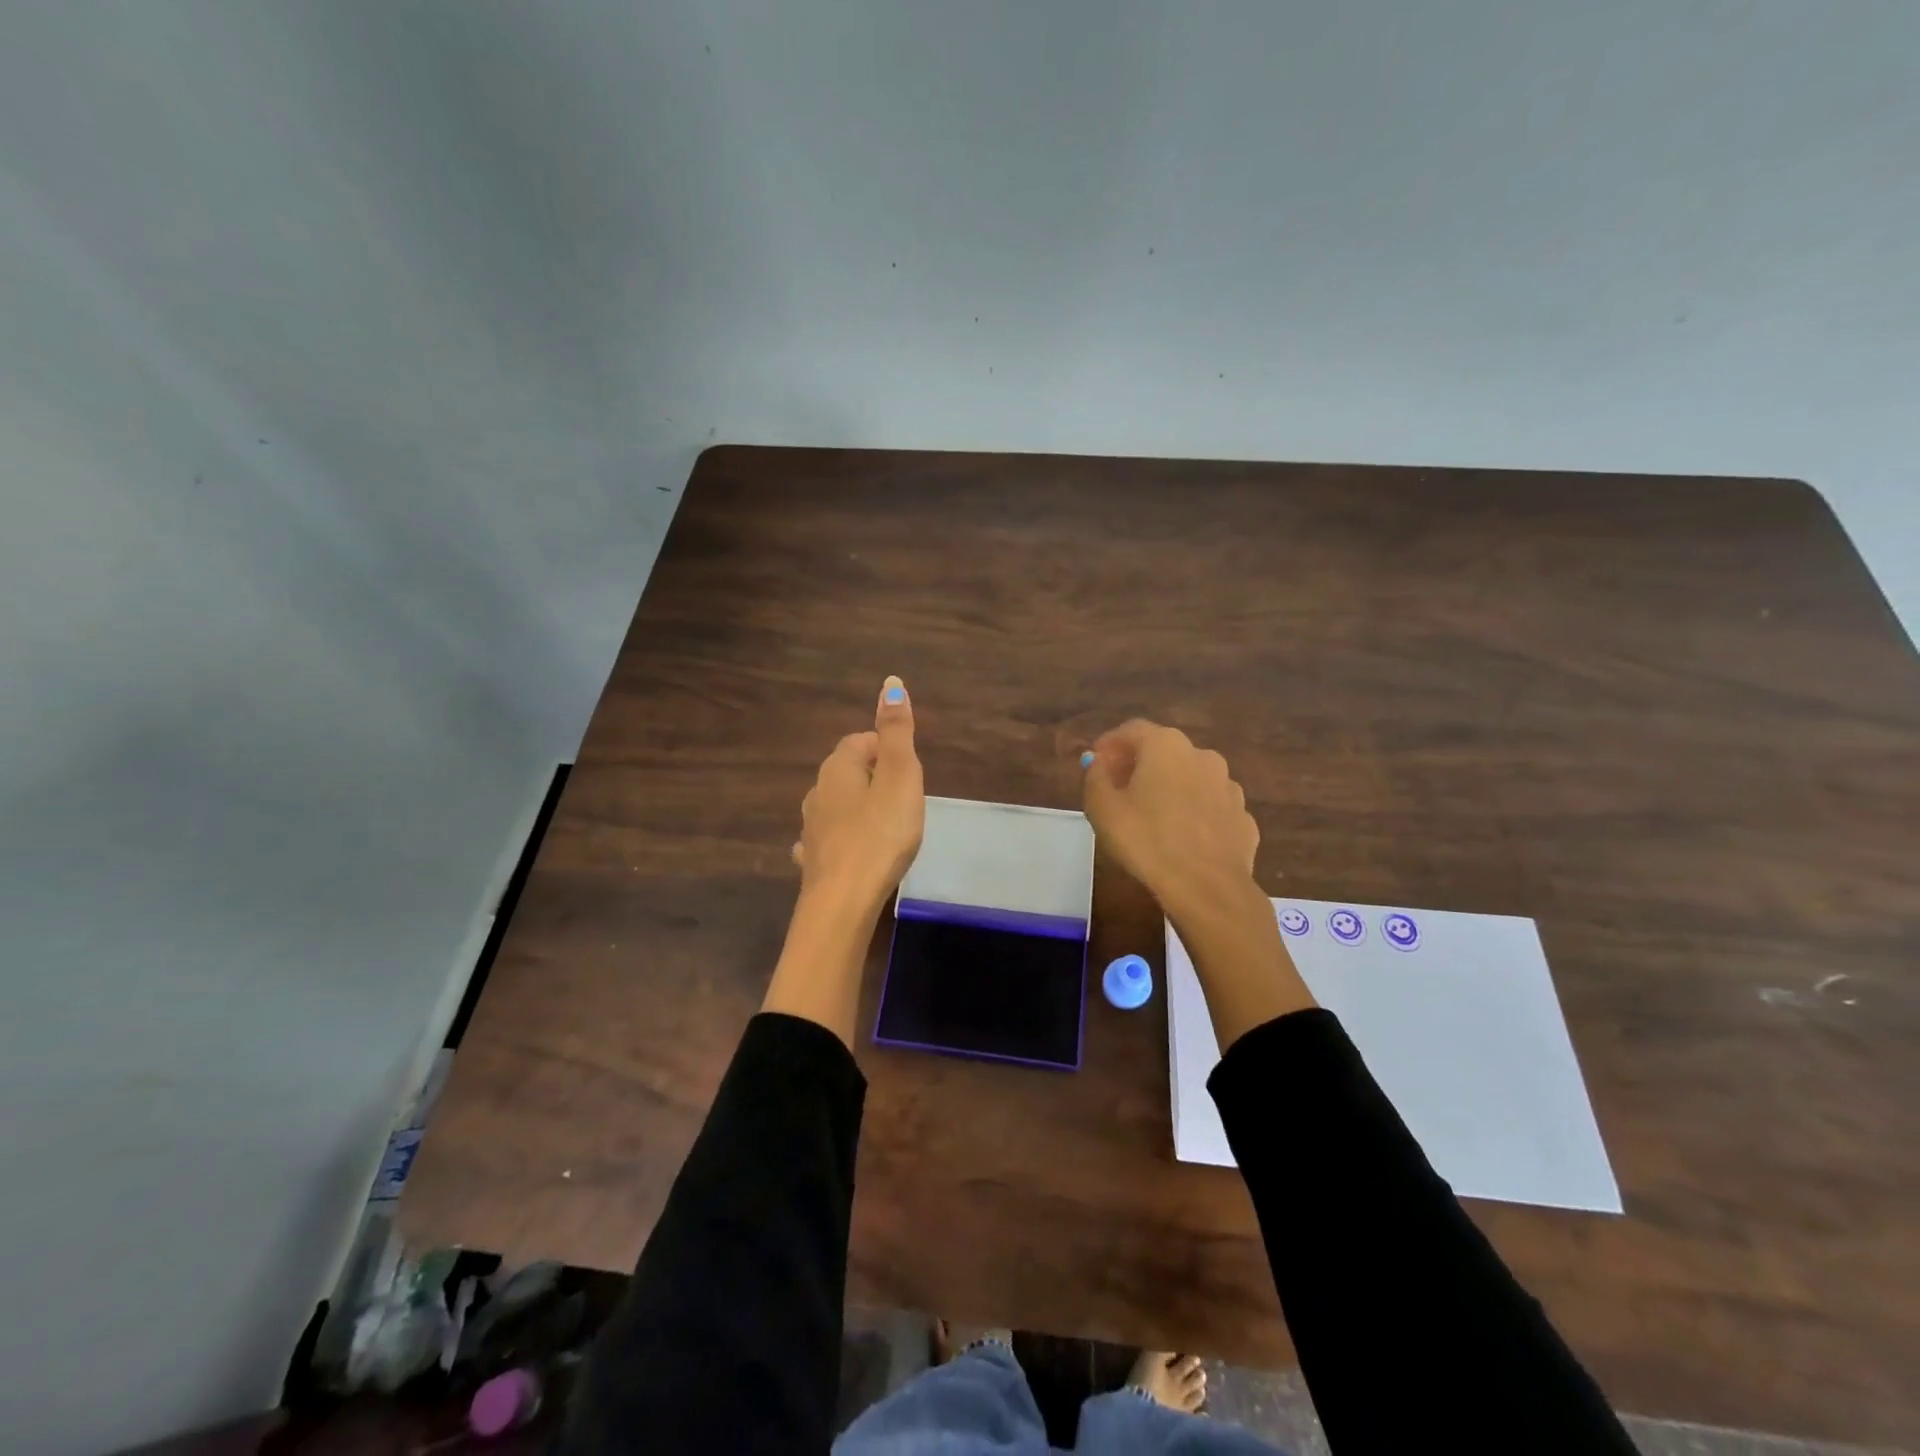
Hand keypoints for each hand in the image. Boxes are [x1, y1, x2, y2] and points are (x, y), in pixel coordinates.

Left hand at [793, 675, 924, 918]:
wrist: (843, 901)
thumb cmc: (880, 834)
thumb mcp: (899, 777)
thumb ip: (896, 732)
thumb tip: (891, 683)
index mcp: (838, 767)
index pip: (861, 740)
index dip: (887, 750)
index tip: (909, 773)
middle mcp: (818, 791)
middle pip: (848, 771)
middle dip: (875, 778)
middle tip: (904, 798)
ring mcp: (811, 827)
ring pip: (837, 804)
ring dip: (859, 807)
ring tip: (886, 825)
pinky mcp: (814, 859)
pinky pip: (830, 838)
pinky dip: (843, 838)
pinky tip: (855, 851)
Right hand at [1081, 720, 1258, 921]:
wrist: (1208, 888)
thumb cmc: (1147, 841)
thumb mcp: (1103, 808)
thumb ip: (1096, 778)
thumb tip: (1099, 764)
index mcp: (1166, 746)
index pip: (1132, 730)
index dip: (1110, 743)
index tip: (1096, 761)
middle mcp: (1202, 756)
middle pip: (1164, 751)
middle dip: (1139, 765)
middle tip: (1118, 788)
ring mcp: (1229, 787)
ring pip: (1191, 778)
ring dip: (1169, 788)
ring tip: (1151, 815)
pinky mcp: (1243, 818)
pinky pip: (1210, 807)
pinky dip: (1193, 813)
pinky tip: (1181, 837)